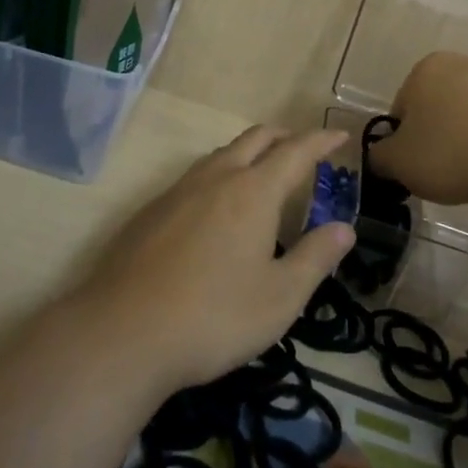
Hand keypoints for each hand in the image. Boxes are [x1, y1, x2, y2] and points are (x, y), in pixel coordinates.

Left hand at [74, 126, 354, 395]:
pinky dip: (220, 176)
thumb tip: (344, 227)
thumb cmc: (214, 316)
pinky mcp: (151, 211)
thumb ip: (315, 257)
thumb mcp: (280, 297)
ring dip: (249, 153)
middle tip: (304, 150)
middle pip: (256, 139)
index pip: (296, 152)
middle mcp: (216, 178)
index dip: (321, 141)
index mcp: (253, 191)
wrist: (123, 332)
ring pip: (221, 154)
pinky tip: (215, 209)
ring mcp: (178, 191)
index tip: (340, 135)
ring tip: (263, 174)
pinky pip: (195, 177)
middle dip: (284, 137)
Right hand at [368, 52, 467, 205]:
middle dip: (436, 138)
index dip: (404, 143)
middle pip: (436, 108)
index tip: (416, 168)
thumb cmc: (453, 152)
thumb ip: (379, 157)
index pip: (401, 110)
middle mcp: (461, 63)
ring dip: (466, 140)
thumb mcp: (400, 163)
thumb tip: (379, 156)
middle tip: (442, 172)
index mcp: (424, 69)